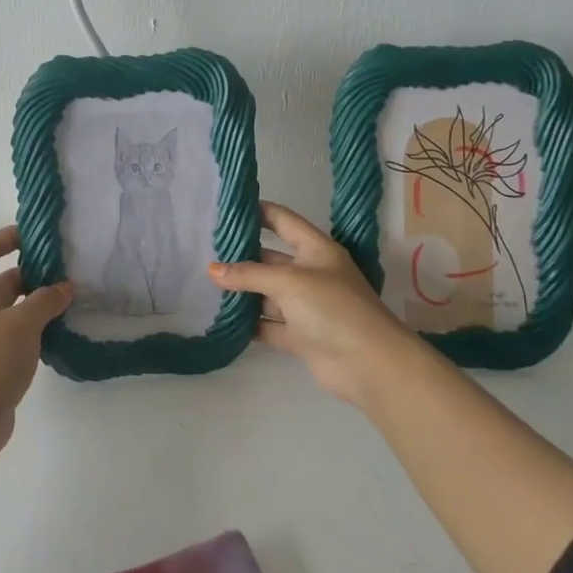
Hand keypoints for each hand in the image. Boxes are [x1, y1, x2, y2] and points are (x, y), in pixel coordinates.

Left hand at [0, 225, 72, 458]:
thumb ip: (45, 301)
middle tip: (70, 270)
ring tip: (75, 298)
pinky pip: (21, 333)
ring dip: (41, 302)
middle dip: (35, 272)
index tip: (37, 236)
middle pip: (6, 279)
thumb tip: (65, 287)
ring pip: (16, 308)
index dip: (7, 236)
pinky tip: (65, 329)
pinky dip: (40, 328)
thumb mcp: (21, 324)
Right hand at [210, 201, 422, 410]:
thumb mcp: (289, 282)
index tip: (227, 208)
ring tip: (206, 284)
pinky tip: (221, 318)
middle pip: (270, 259)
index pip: (283, 221)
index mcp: (317, 250)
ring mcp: (305, 307)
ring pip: (266, 294)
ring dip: (241, 292)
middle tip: (205, 251)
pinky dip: (248, 323)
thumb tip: (212, 270)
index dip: (258, 212)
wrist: (368, 364)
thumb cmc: (332, 308)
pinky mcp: (299, 336)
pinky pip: (267, 324)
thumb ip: (249, 274)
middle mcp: (311, 274)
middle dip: (241, 256)